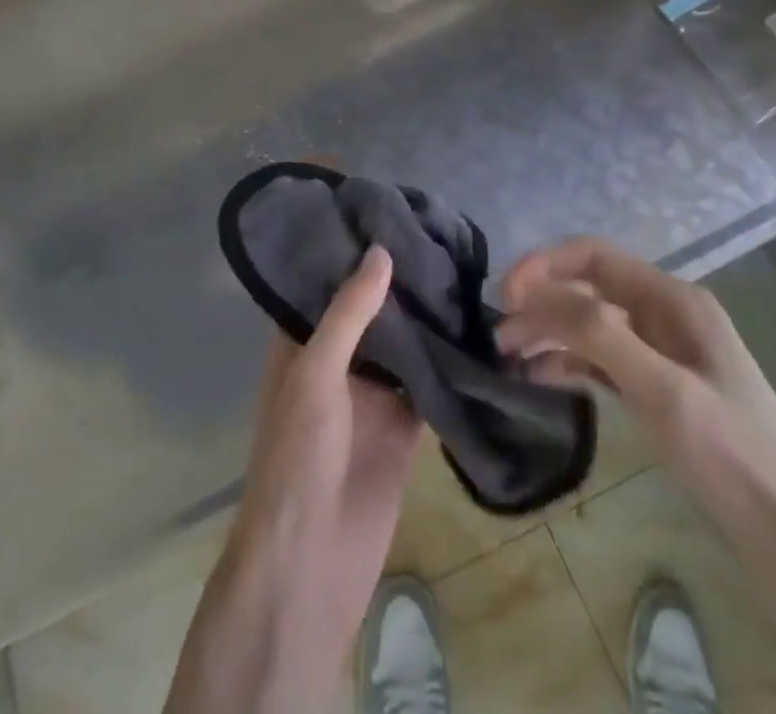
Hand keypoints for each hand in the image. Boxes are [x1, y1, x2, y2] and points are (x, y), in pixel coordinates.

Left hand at [166, 246, 420, 713]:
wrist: (311, 565)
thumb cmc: (298, 455)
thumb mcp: (315, 373)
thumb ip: (348, 313)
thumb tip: (380, 250)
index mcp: (302, 343)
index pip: (325, 282)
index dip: (350, 250)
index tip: (386, 211)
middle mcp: (336, 361)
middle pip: (370, 311)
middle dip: (398, 280)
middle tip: (439, 232)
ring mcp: (372, 395)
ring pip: (403, 345)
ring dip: (426, 318)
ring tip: (463, 267)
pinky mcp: (403, 428)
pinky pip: (428, 384)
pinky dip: (447, 363)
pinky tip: (477, 330)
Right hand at [497, 238, 775, 530]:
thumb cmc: (735, 458)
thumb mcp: (663, 392)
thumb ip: (600, 334)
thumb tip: (536, 293)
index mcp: (674, 299)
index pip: (594, 257)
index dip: (544, 266)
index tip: (504, 296)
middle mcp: (667, 315)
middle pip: (589, 289)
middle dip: (542, 303)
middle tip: (499, 336)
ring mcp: (666, 354)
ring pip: (593, 325)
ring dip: (551, 332)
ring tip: (509, 356)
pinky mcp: (663, 390)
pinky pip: (606, 361)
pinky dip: (571, 363)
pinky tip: (542, 378)